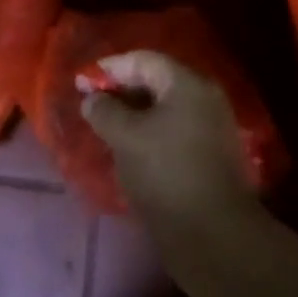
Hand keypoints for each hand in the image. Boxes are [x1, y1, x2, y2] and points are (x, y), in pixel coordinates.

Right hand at [78, 51, 260, 231]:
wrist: (214, 236)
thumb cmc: (166, 174)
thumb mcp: (126, 138)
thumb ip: (104, 111)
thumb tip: (92, 98)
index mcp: (187, 83)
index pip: (144, 60)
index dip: (111, 68)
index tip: (82, 82)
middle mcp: (204, 98)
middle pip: (156, 82)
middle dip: (122, 91)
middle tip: (92, 106)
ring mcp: (210, 128)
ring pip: (164, 110)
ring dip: (134, 115)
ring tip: (106, 130)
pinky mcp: (209, 156)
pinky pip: (173, 132)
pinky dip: (149, 134)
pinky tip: (129, 151)